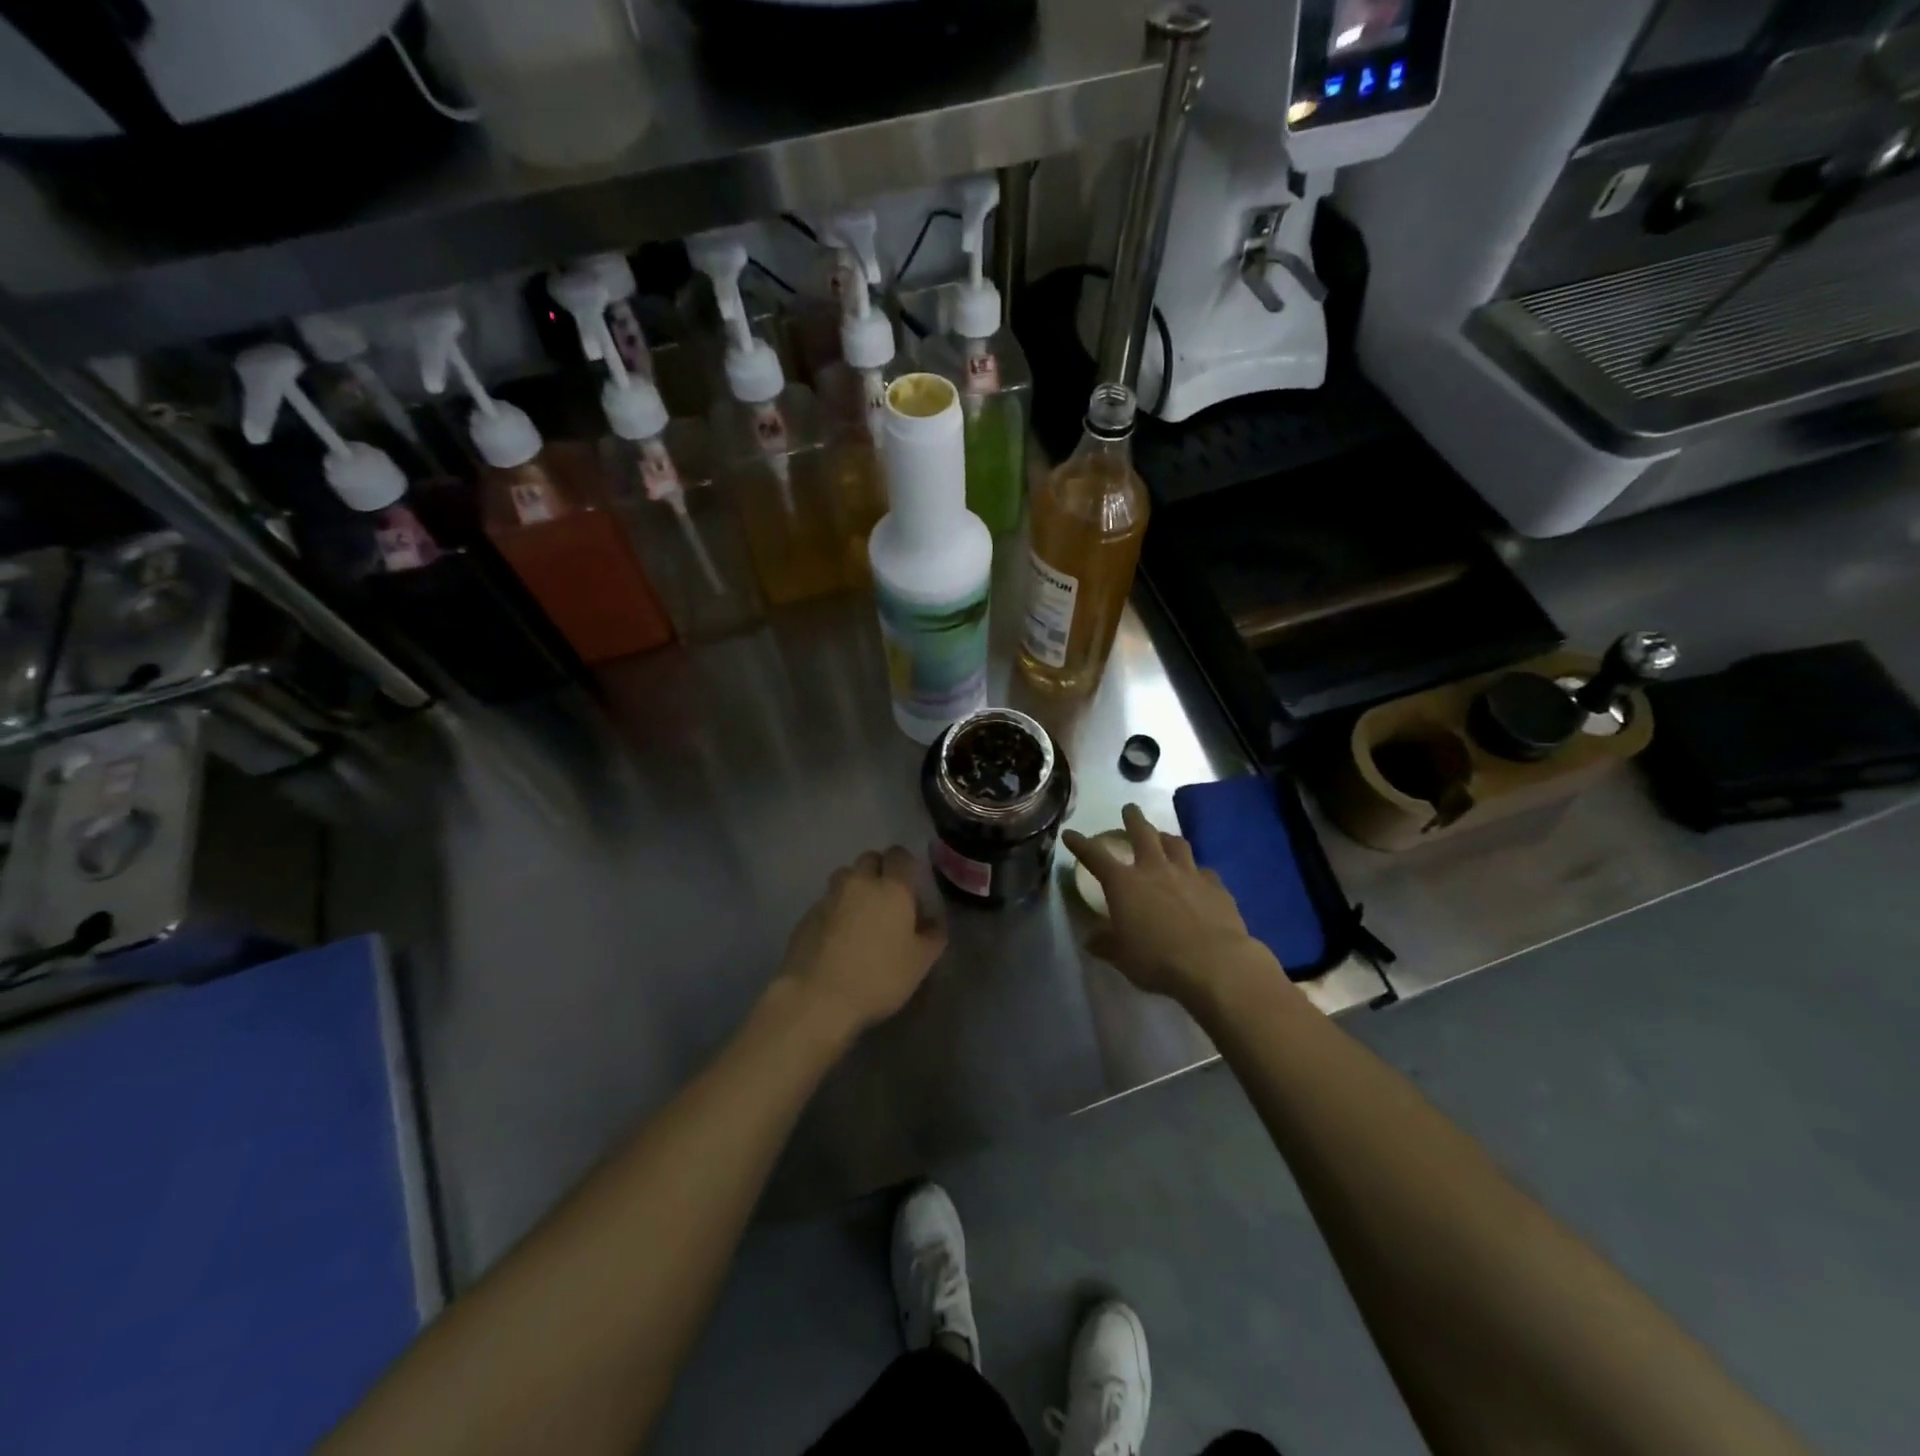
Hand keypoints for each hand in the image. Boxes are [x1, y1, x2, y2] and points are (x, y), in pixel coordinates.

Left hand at [778, 847, 946, 1038]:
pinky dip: (835, 910)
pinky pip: (826, 901)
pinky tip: (837, 937)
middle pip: (869, 859)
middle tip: (886, 900)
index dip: (905, 865)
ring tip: (860, 916)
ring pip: (845, 877)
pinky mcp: (806, 914)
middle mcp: (860, 883)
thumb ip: (932, 936)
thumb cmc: (878, 977)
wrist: (816, 997)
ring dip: (855, 887)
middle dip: (879, 871)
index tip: (910, 885)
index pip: (899, 855)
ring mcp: (829, 897)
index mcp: (892, 888)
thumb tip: (932, 922)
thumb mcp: (920, 963)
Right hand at [1064, 803, 1280, 1009]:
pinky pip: (1204, 871)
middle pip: (1142, 833)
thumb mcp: (1122, 957)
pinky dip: (1197, 871)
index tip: (1070, 834)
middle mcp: (1155, 869)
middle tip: (1130, 809)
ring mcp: (1189, 874)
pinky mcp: (1216, 887)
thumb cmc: (1157, 960)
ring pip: (1177, 844)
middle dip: (1133, 819)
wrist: (1214, 964)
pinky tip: (1199, 877)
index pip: (1095, 856)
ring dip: (1167, 838)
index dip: (1080, 844)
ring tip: (1164, 837)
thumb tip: (1091, 939)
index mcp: (1124, 884)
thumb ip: (1106, 943)